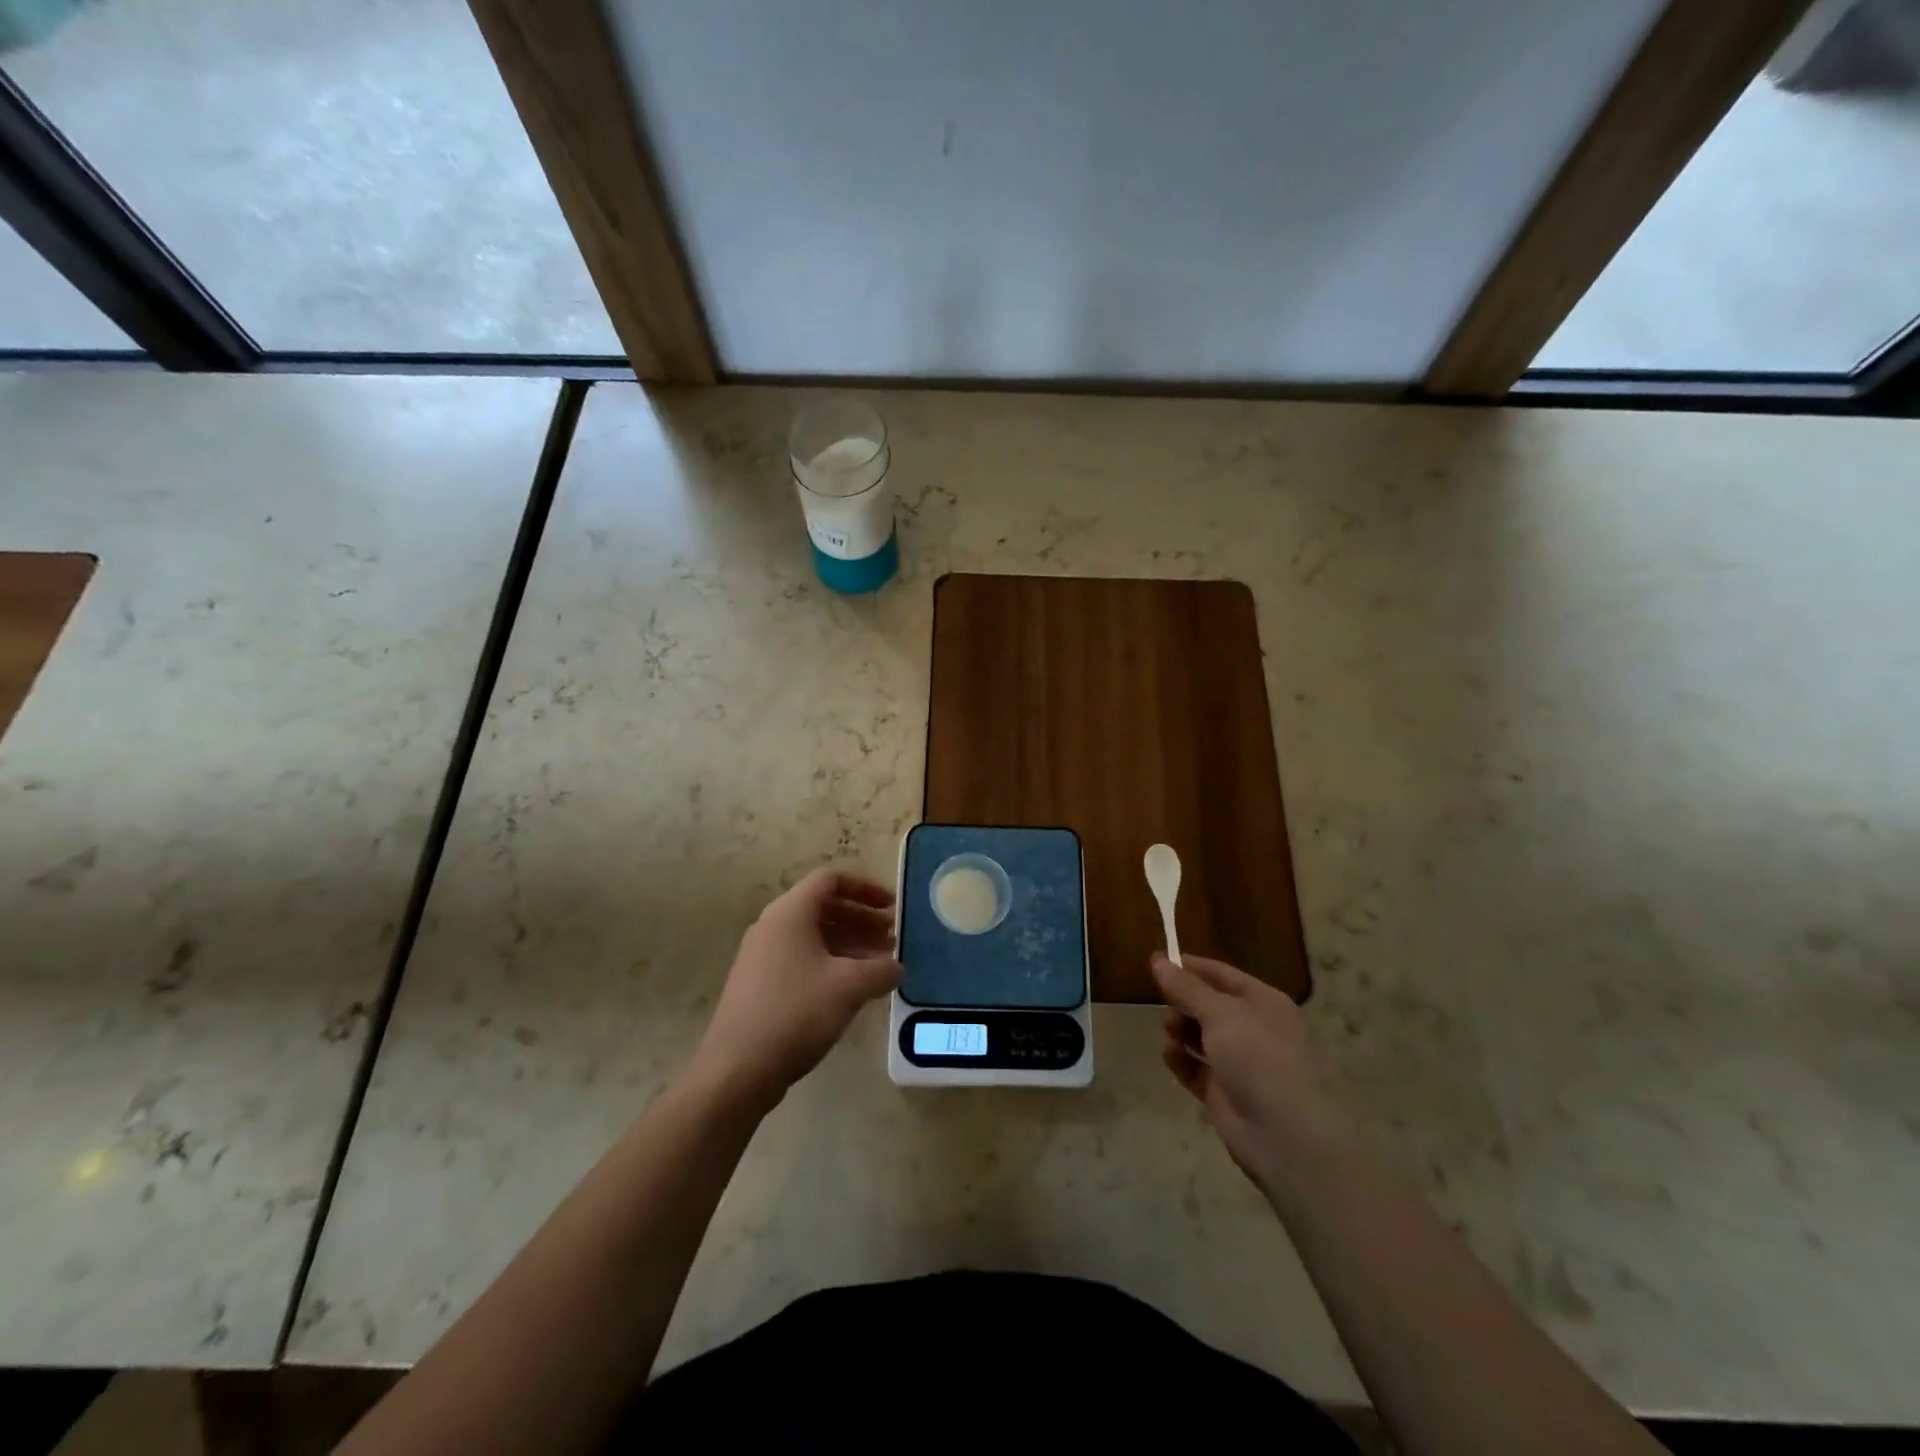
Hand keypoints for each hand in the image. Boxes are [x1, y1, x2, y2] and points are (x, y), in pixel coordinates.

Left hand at [689, 869, 901, 1111]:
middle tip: (892, 939)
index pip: (831, 880)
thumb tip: (896, 967)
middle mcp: (773, 926)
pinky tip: (853, 989)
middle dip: (862, 919)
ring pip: (814, 935)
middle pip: (824, 907)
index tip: (892, 907)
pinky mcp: (760, 983)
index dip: (866, 888)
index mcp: (790, 913)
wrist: (737, 1070)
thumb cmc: (795, 1013)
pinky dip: (831, 963)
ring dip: (850, 944)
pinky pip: (802, 958)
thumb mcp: (849, 987)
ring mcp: (762, 956)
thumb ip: (881, 969)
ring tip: (881, 965)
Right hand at [1153, 952, 1350, 1197]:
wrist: (1285, 1134)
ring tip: (1168, 1030)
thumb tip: (1157, 959)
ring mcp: (1241, 1063)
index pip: (1223, 975)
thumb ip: (1185, 987)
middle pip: (1210, 1005)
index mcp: (1264, 1002)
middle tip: (1161, 1001)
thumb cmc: (1258, 1056)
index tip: (1158, 961)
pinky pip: (1196, 1068)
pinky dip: (1181, 1060)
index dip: (1192, 967)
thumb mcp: (1219, 1012)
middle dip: (1184, 1001)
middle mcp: (1254, 1029)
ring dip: (1181, 1029)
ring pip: (1202, 1036)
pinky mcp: (1225, 1093)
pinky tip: (1170, 1056)